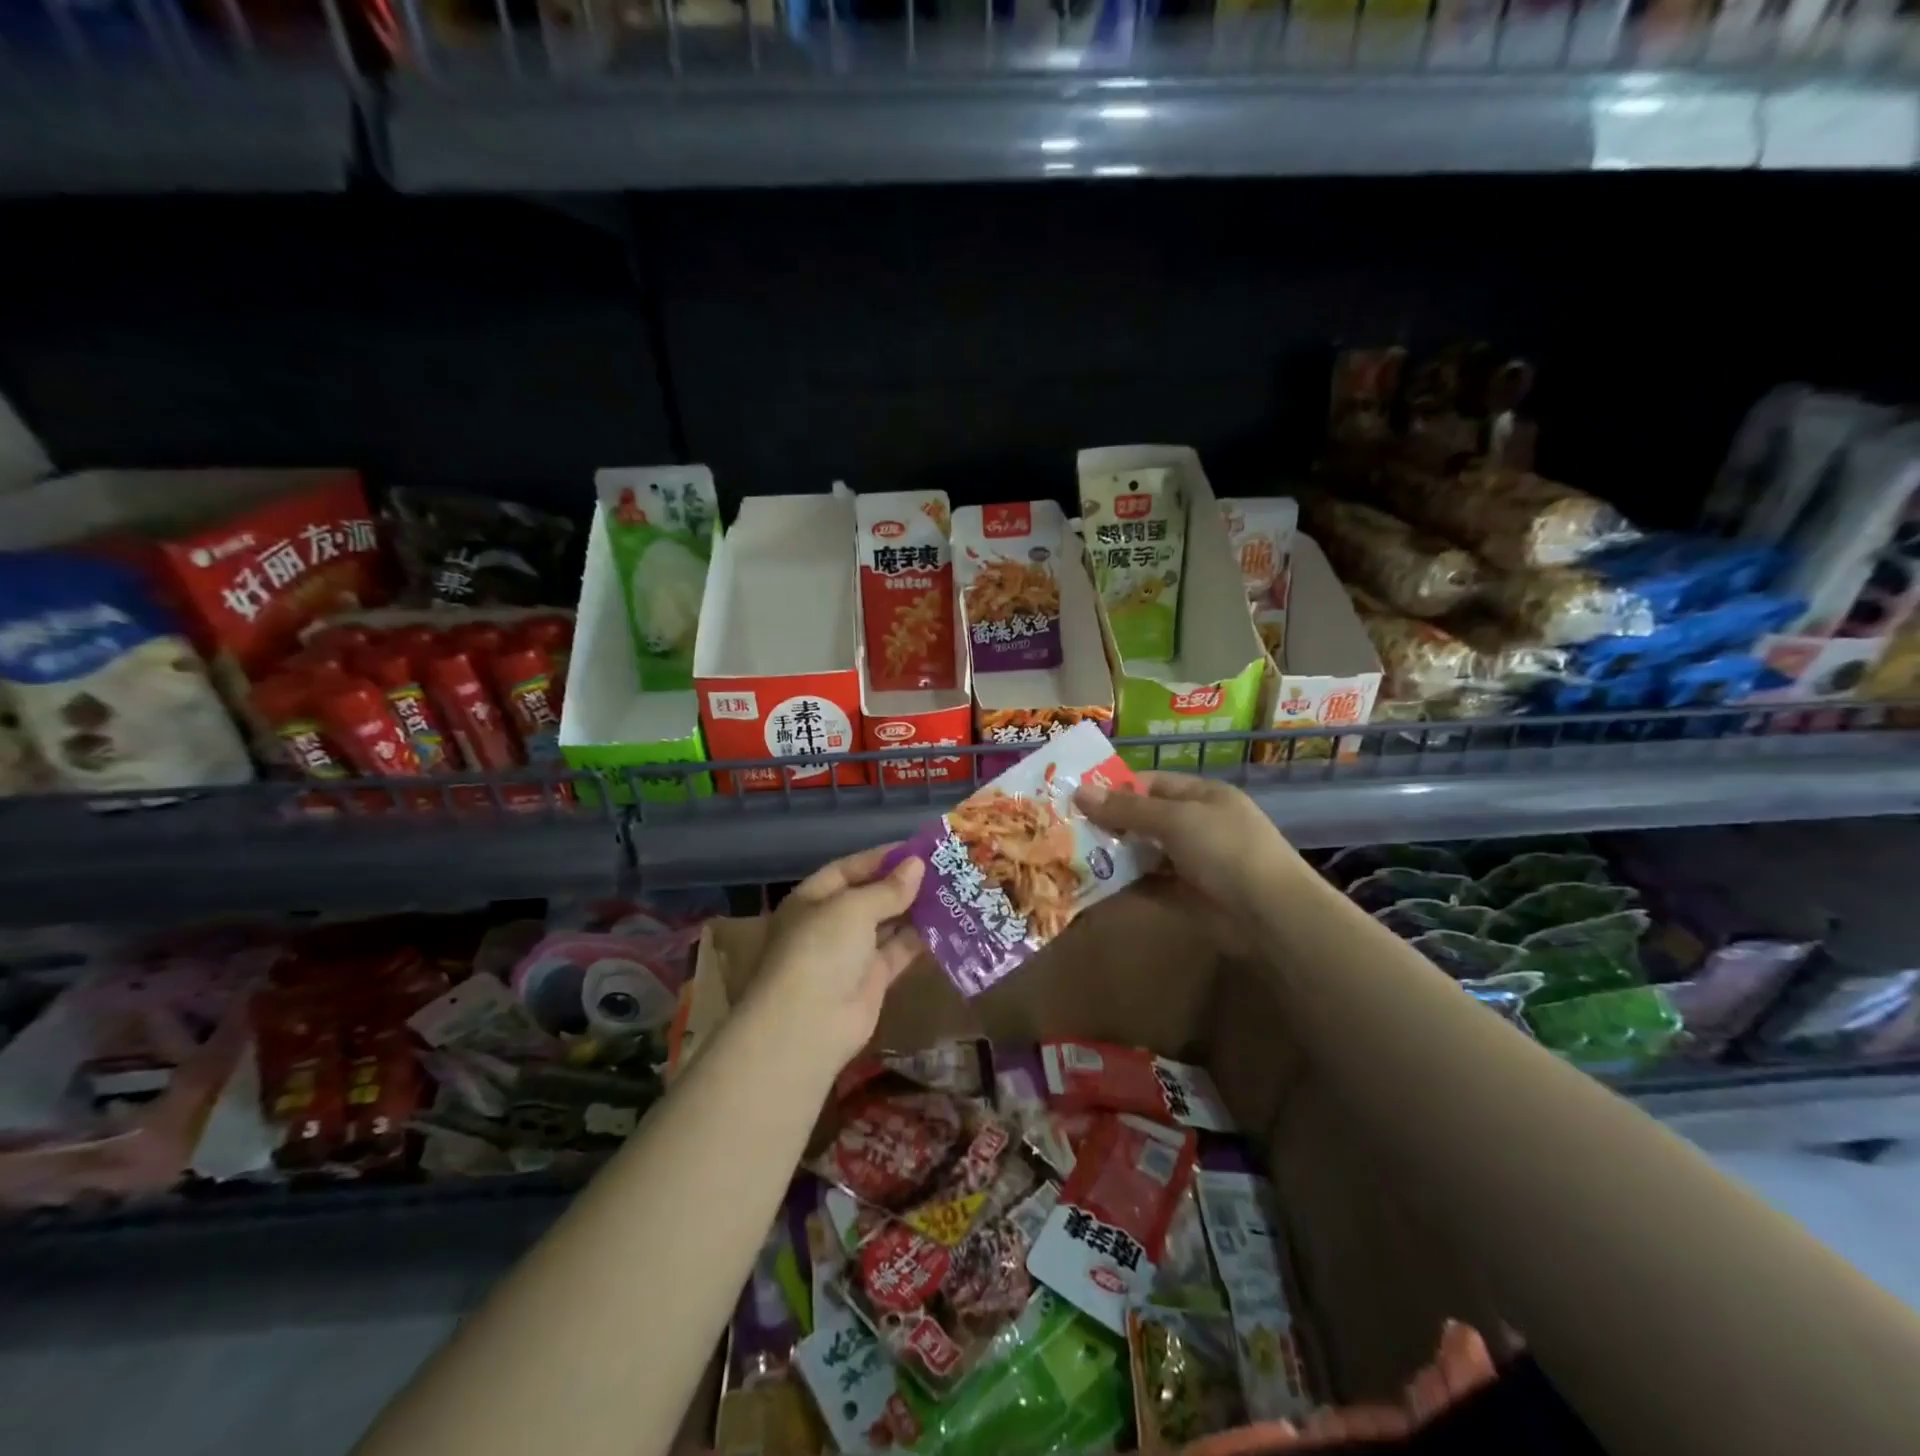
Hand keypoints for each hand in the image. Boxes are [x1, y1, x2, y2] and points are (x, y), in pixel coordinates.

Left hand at [749, 845, 926, 1070]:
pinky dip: (919, 939)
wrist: (808, 1024)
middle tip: (943, 868)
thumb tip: (918, 865)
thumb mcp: (853, 908)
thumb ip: (888, 888)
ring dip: (915, 909)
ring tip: (951, 890)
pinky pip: (898, 951)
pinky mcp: (872, 980)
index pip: (848, 869)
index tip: (917, 849)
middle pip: (869, 896)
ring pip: (887, 924)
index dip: (881, 858)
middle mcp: (829, 923)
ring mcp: (850, 954)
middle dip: (902, 883)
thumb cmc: (822, 950)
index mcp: (812, 899)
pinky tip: (947, 923)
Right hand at [1074, 771, 1306, 916]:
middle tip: (1065, 829)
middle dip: (1109, 824)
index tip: (1077, 798)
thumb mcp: (1176, 820)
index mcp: (1202, 796)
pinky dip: (1125, 887)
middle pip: (1145, 820)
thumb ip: (1127, 809)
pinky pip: (1149, 886)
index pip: (1152, 784)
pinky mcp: (1186, 898)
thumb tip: (1079, 792)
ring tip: (1071, 857)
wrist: (1271, 915)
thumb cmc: (1226, 850)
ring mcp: (1193, 864)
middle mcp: (1197, 826)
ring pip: (1144, 855)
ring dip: (1114, 857)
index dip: (1116, 789)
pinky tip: (1093, 887)